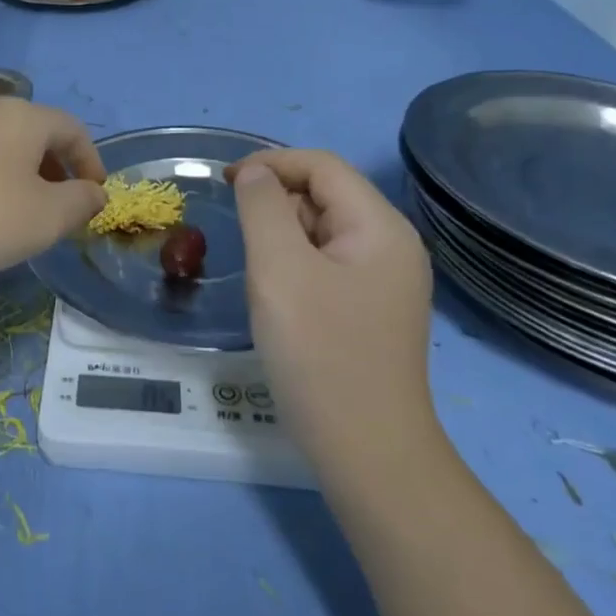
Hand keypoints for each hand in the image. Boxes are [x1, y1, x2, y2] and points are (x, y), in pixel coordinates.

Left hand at [0, 99, 106, 282]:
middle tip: (60, 207)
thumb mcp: (44, 219)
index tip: (94, 196)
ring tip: (19, 212)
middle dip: (55, 168)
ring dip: (20, 173)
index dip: (90, 161)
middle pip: (34, 132)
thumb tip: (95, 193)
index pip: (72, 128)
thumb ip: (80, 203)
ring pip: (0, 143)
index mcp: (24, 116)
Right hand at [230, 149, 435, 465]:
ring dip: (283, 236)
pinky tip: (278, 297)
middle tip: (240, 239)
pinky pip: (327, 264)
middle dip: (277, 203)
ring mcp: (385, 281)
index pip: (322, 167)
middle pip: (325, 196)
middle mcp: (391, 246)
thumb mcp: (279, 268)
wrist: (366, 452)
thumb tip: (254, 172)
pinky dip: (295, 265)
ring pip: (323, 232)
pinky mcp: (372, 310)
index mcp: (380, 227)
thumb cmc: (319, 352)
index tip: (224, 181)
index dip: (271, 163)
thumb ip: (262, 206)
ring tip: (259, 274)